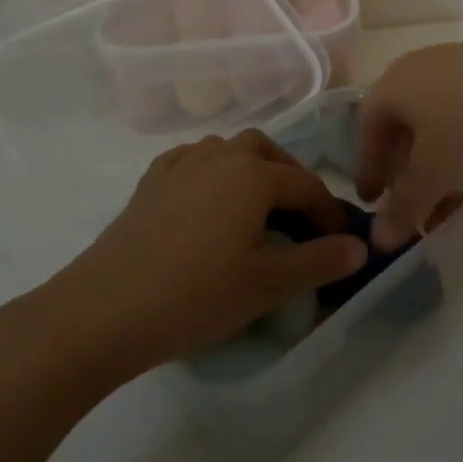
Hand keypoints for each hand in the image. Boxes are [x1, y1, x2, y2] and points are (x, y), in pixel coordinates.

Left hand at [53, 131, 368, 378]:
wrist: (102, 311)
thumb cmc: (194, 296)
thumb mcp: (266, 284)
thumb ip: (318, 261)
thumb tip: (360, 246)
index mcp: (254, 174)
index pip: (306, 186)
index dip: (329, 213)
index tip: (343, 240)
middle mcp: (220, 155)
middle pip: (267, 153)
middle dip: (291, 179)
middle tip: (300, 218)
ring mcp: (181, 164)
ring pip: (229, 150)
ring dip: (251, 170)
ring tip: (257, 208)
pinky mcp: (150, 182)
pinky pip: (193, 161)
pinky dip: (212, 172)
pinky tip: (207, 200)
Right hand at [356, 39, 462, 247]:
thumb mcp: (435, 176)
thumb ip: (403, 207)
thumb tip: (378, 239)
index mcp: (395, 82)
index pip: (367, 127)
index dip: (367, 168)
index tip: (370, 202)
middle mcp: (422, 64)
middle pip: (401, 120)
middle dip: (403, 167)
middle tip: (408, 202)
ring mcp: (461, 61)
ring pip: (436, 116)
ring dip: (435, 159)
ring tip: (447, 197)